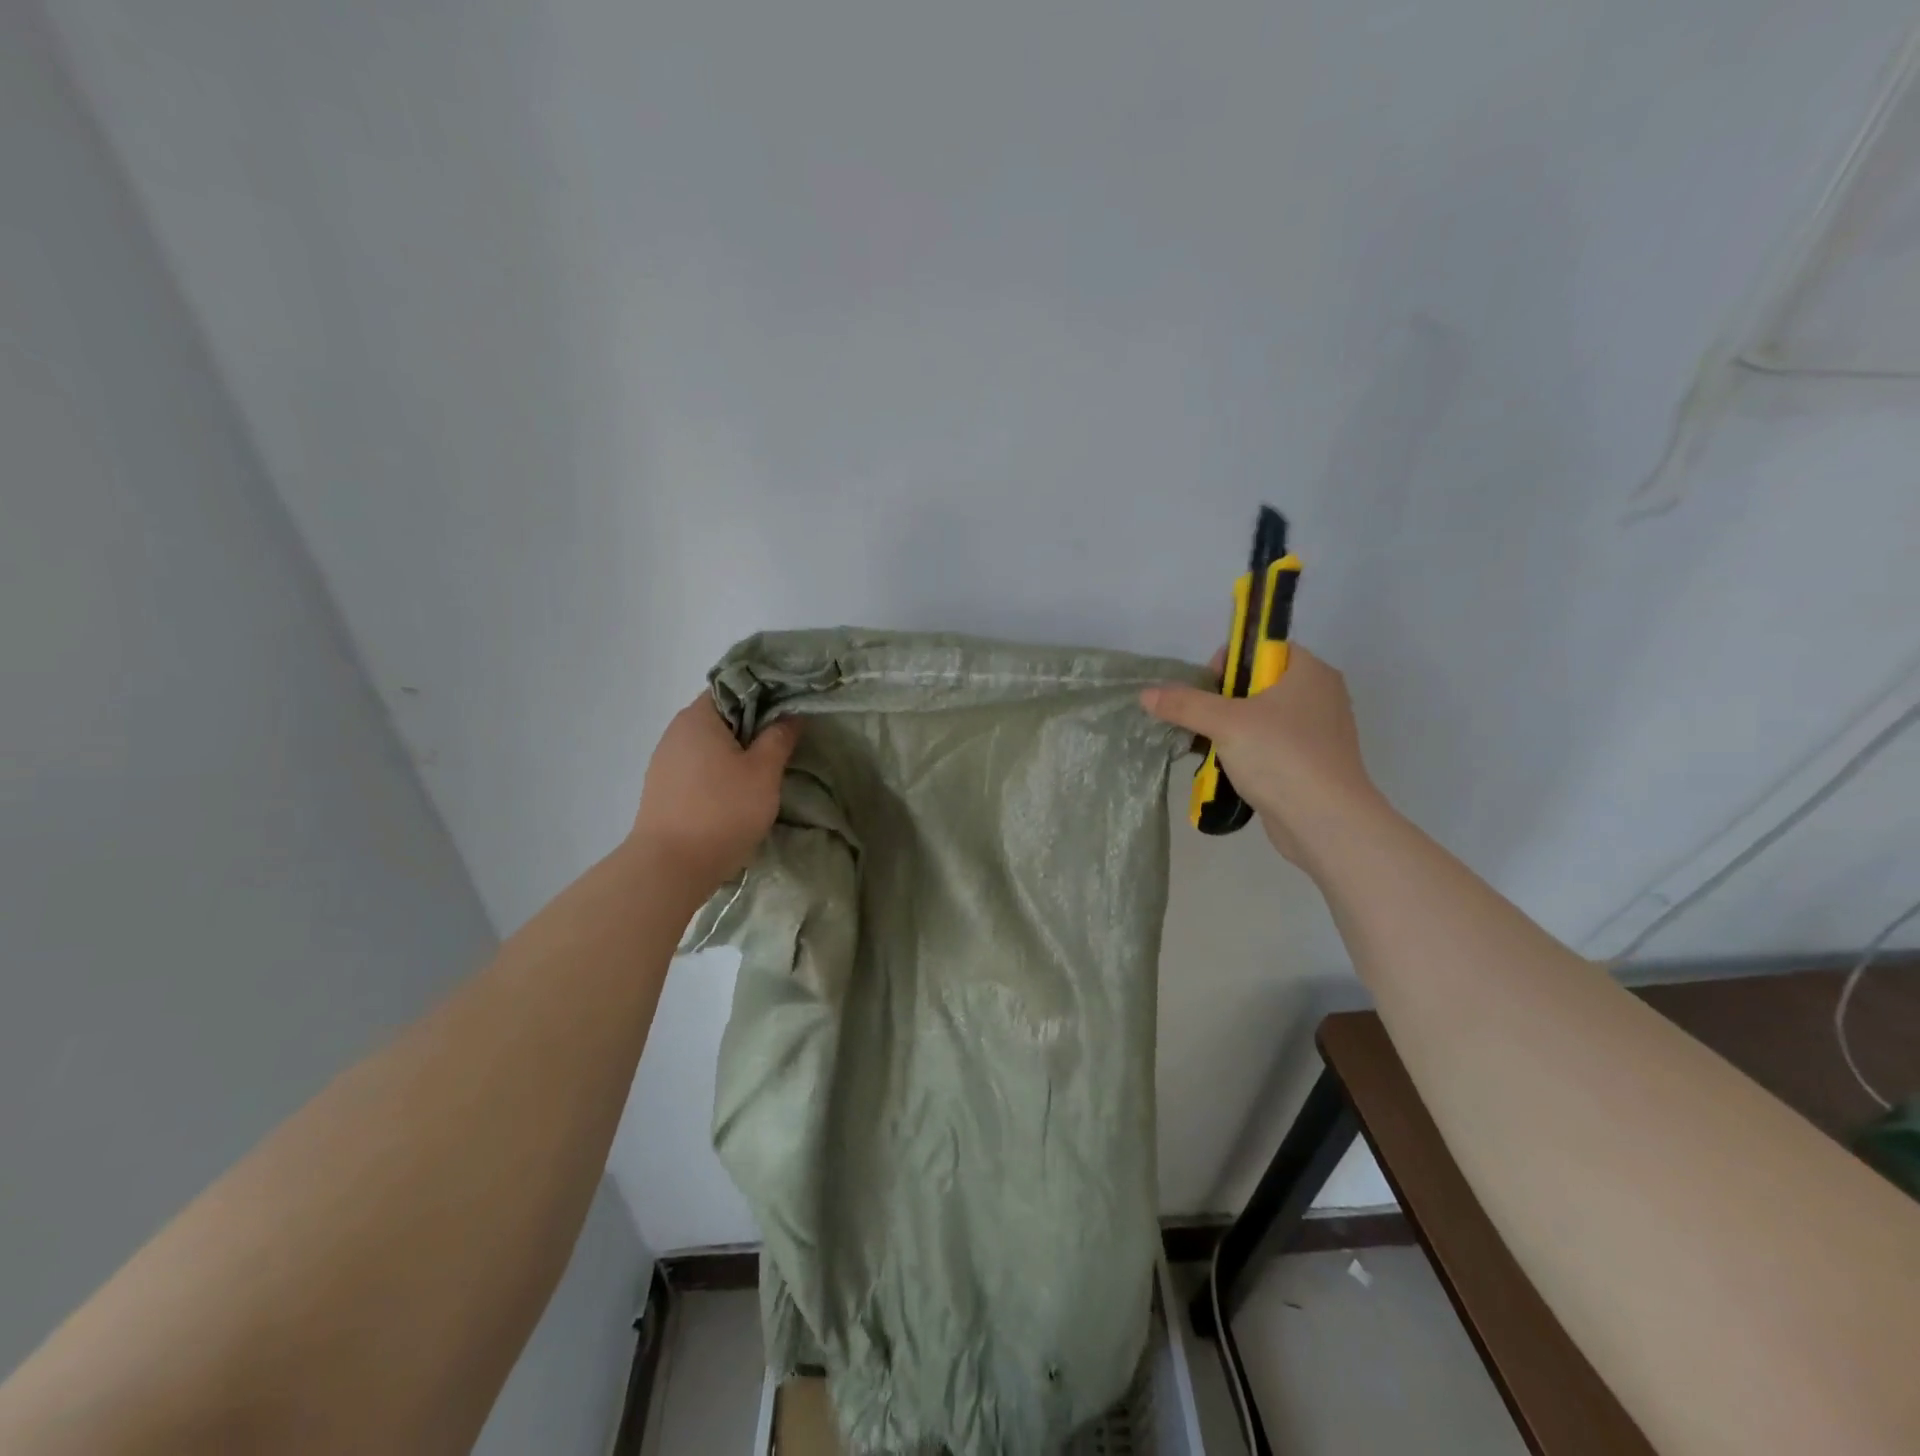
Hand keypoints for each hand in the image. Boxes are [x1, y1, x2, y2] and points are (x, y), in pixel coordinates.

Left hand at [630, 695, 800, 891]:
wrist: (670, 867)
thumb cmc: (722, 810)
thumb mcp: (763, 773)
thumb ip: (779, 738)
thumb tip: (790, 715)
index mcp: (699, 717)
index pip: (734, 687)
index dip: (764, 693)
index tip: (789, 709)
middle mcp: (676, 731)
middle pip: (721, 716)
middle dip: (752, 726)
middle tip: (784, 741)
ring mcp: (665, 761)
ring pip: (709, 744)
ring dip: (735, 752)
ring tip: (764, 770)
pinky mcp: (662, 789)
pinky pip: (697, 768)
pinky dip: (718, 772)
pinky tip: (736, 792)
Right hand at [1141, 644, 1380, 866]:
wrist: (1326, 822)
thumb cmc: (1281, 757)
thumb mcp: (1225, 723)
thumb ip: (1185, 705)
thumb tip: (1146, 694)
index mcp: (1309, 671)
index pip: (1261, 648)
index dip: (1228, 663)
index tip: (1208, 690)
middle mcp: (1319, 694)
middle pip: (1256, 684)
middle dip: (1221, 703)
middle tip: (1203, 724)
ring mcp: (1317, 731)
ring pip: (1260, 718)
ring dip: (1228, 731)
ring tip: (1206, 749)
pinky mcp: (1310, 763)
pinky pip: (1269, 746)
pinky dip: (1246, 754)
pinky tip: (1224, 770)